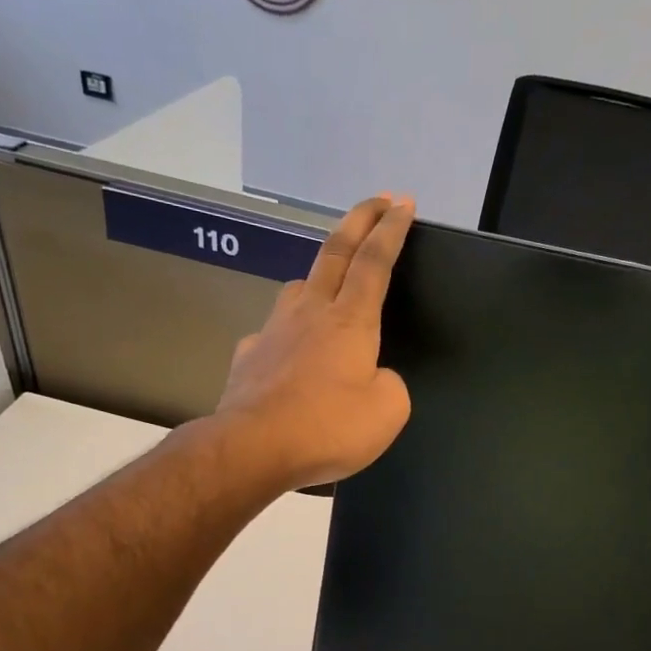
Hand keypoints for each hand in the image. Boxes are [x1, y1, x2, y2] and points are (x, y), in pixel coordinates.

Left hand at [216, 194, 414, 490]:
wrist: (252, 449)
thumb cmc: (328, 428)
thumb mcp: (387, 411)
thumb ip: (389, 383)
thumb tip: (372, 376)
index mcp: (350, 321)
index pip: (374, 262)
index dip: (391, 230)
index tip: (402, 203)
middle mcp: (310, 313)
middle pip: (334, 253)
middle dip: (359, 221)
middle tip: (376, 202)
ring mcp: (273, 331)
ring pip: (298, 286)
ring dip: (320, 272)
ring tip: (331, 281)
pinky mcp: (249, 355)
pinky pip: (273, 332)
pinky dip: (289, 330)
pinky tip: (290, 350)